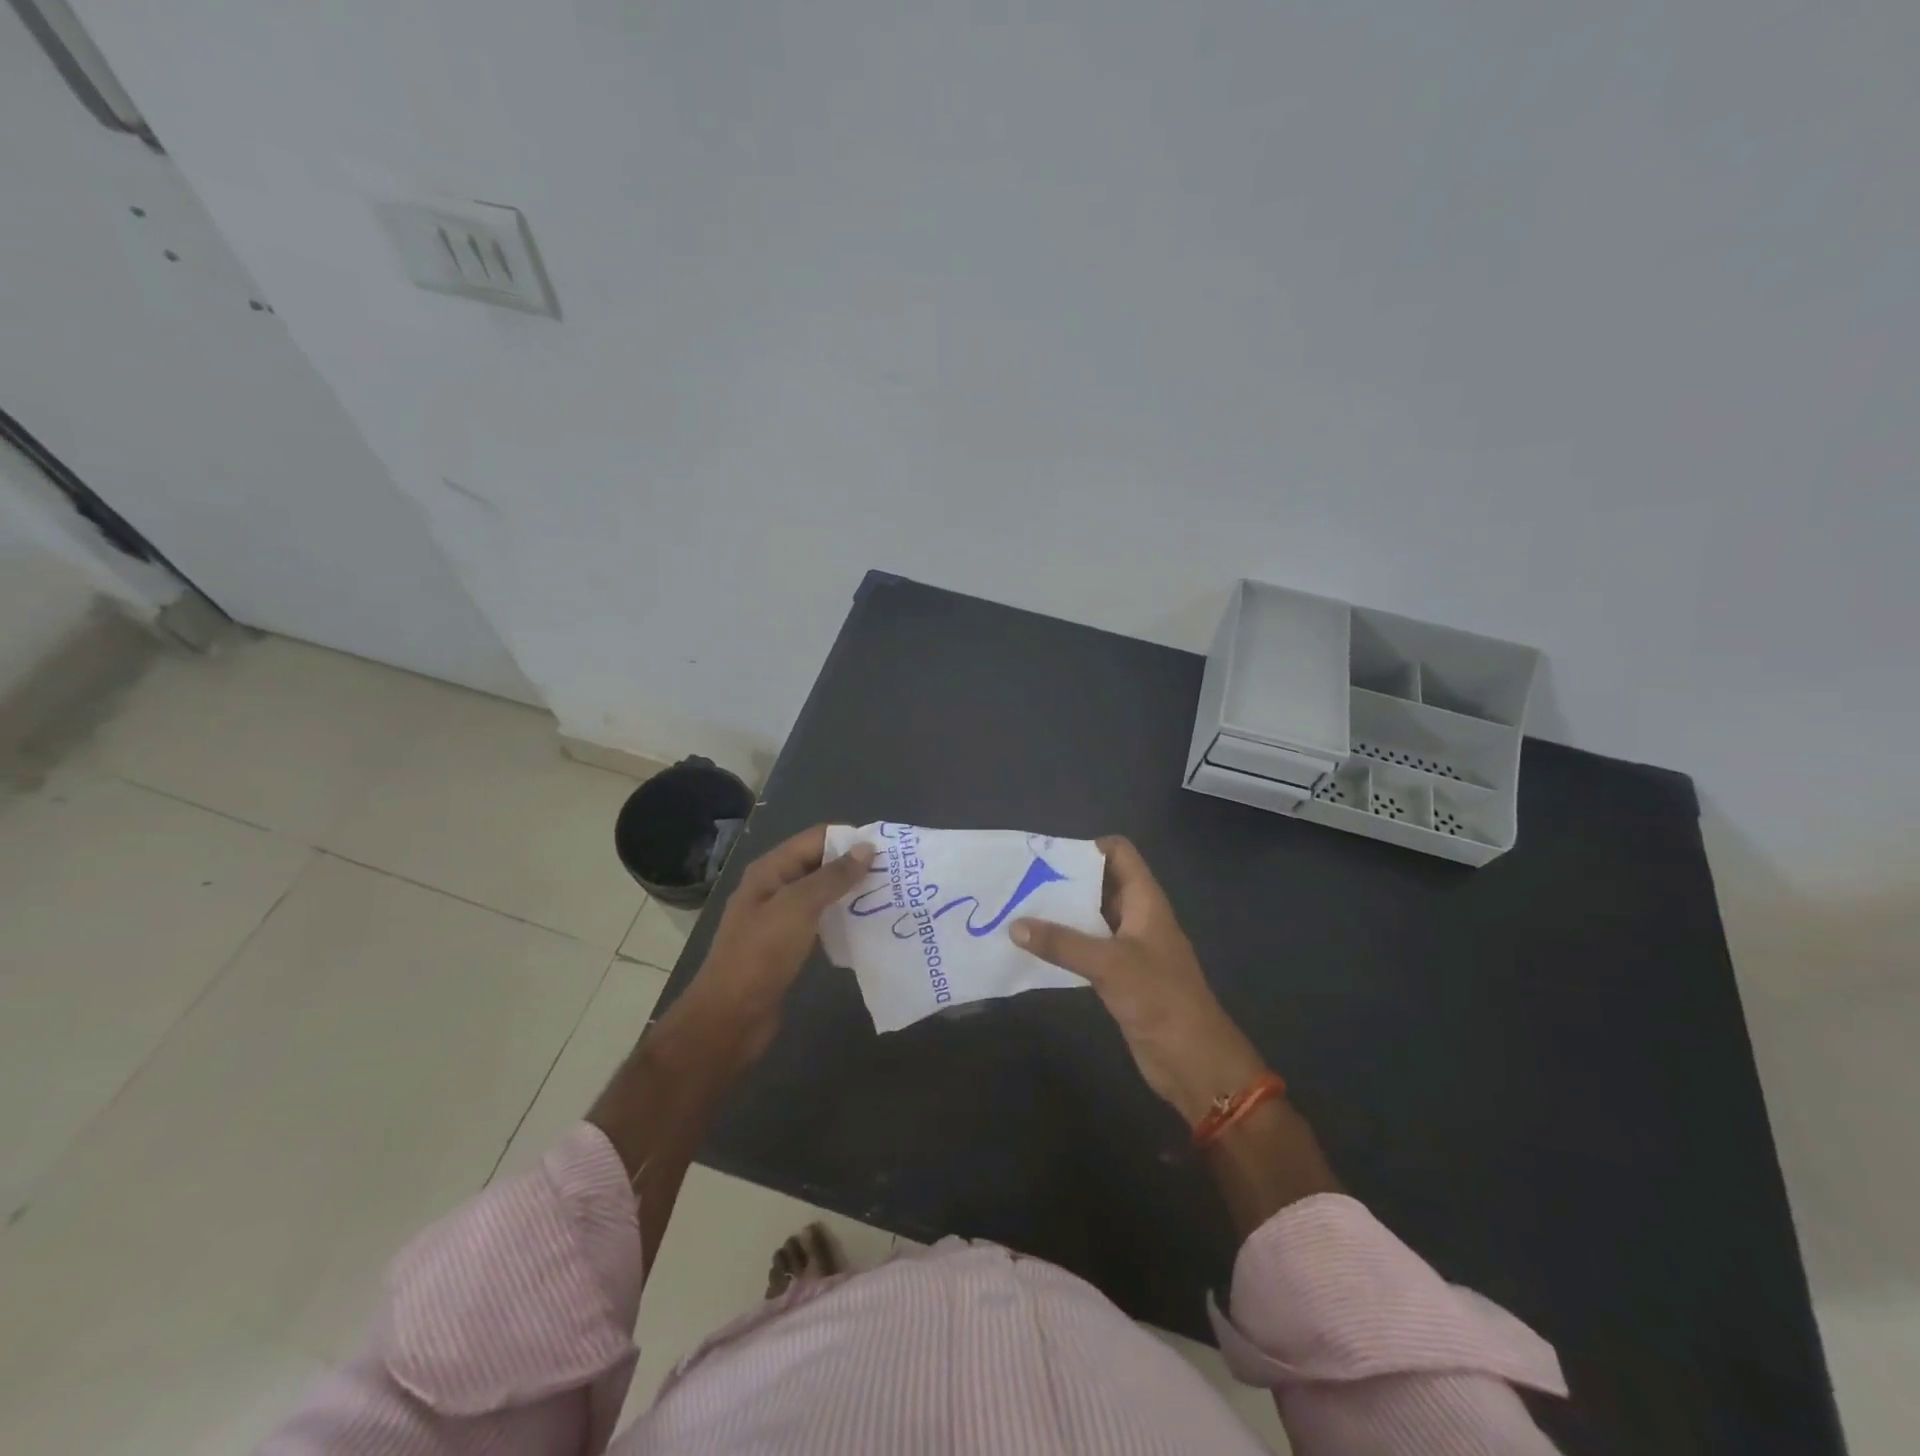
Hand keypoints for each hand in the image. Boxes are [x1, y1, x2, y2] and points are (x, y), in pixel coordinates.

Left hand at [673, 825, 873, 1063]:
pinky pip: (820, 922)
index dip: (849, 839)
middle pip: (820, 864)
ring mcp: (780, 918)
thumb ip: (833, 876)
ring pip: (822, 894)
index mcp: (771, 870)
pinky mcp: (787, 945)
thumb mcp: (799, 907)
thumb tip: (866, 848)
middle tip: (894, 876)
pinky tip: (866, 927)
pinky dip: (842, 920)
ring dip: (851, 894)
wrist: (730, 1017)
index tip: (887, 851)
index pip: (816, 838)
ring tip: (887, 898)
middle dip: (854, 866)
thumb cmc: (761, 954)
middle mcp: (774, 887)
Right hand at [1013, 836, 1267, 1124]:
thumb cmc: (1159, 997)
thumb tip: (1015, 925)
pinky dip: (1064, 944)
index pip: (1119, 853)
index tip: (1047, 856)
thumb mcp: (1109, 963)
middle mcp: (1137, 916)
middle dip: (1064, 879)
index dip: (1087, 848)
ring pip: (1091, 917)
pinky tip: (1033, 948)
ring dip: (1060, 913)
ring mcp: (1128, 947)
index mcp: (1145, 900)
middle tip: (1021, 880)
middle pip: (1100, 883)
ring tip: (1018, 909)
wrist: (1192, 1059)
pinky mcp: (1119, 975)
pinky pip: (1087, 948)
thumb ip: (1062, 942)